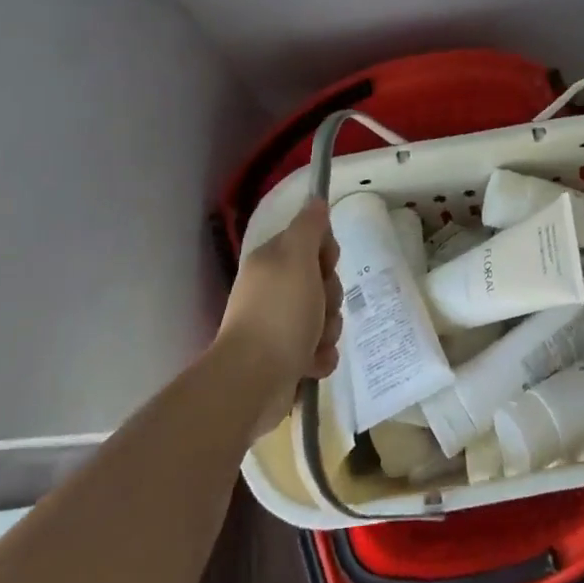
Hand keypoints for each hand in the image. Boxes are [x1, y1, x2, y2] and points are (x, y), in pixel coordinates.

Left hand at [218, 200, 342, 437]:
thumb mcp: (297, 258)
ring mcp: (278, 327)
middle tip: (320, 307)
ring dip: (328, 330)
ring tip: (314, 342)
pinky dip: (320, 356)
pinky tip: (312, 364)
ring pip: (325, 317)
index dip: (326, 254)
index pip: (312, 242)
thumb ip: (309, 226)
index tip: (324, 266)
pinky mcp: (286, 359)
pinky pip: (319, 349)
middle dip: (331, 297)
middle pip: (323, 282)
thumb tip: (316, 200)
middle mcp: (274, 290)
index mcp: (273, 262)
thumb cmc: (279, 313)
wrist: (252, 382)